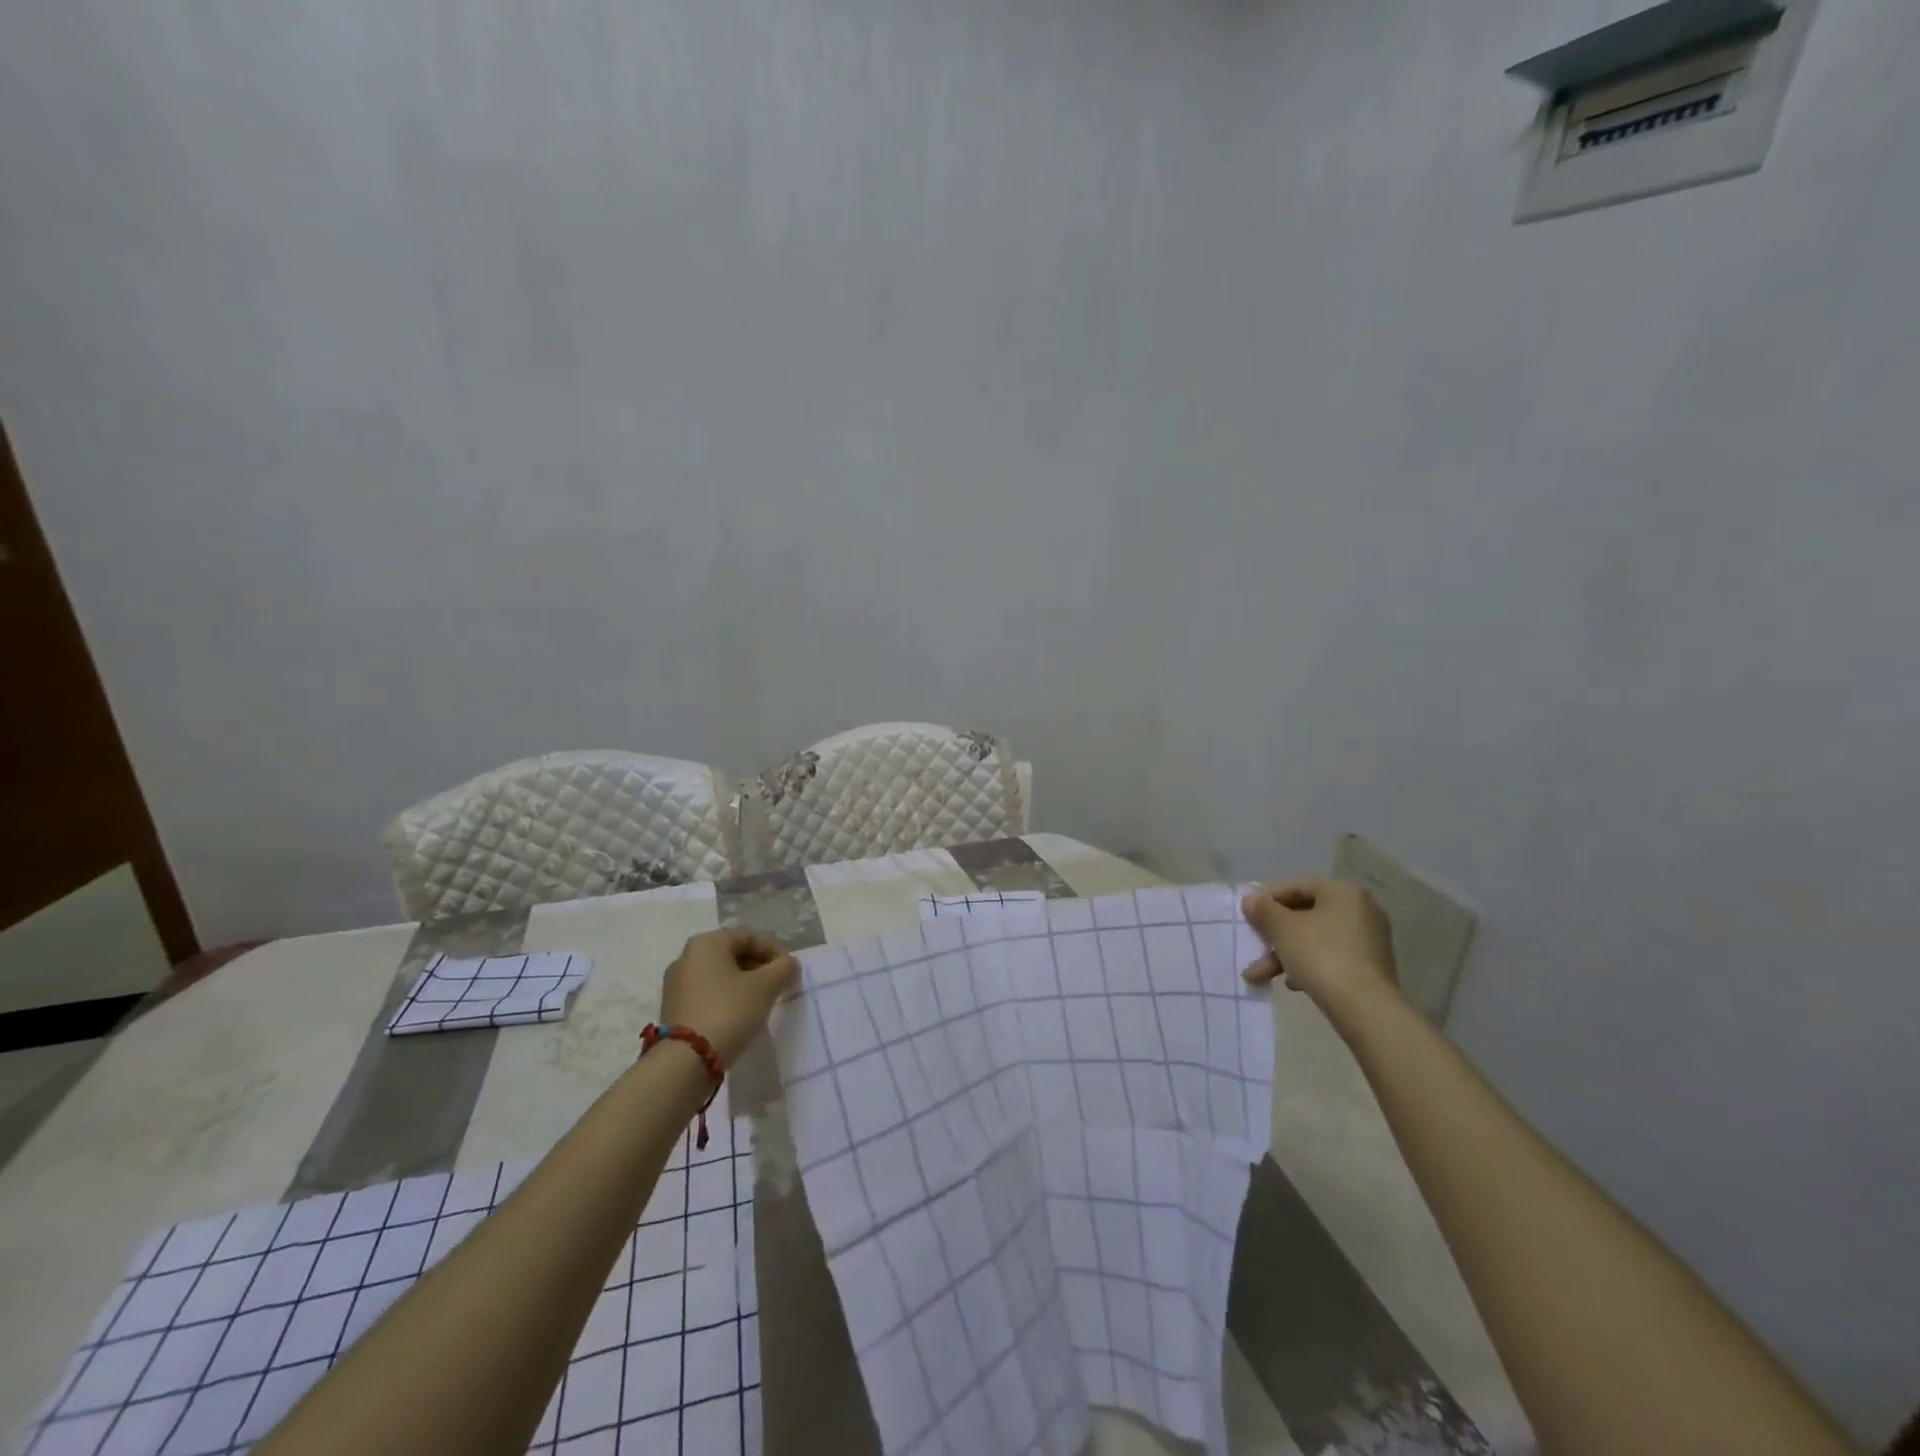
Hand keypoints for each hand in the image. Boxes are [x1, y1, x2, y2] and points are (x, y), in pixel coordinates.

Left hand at [660, 930, 798, 1066]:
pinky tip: (739, 1016)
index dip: (775, 952)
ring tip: (761, 1003)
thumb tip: (789, 964)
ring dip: (743, 984)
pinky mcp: (673, 1008)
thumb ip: (784, 968)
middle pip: (733, 955)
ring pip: (720, 975)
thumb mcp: (766, 987)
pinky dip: (726, 999)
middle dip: (759, 968)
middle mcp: (687, 957)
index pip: (749, 937)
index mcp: (707, 943)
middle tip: (778, 986)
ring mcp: (676, 984)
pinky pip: (707, 994)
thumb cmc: (729, 1011)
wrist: (685, 1061)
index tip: (790, 972)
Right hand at [1241, 878, 1399, 1012]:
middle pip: (1306, 917)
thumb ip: (1263, 910)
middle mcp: (1361, 911)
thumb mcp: (1282, 928)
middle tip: (1253, 948)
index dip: (1269, 900)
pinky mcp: (1370, 967)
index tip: (1249, 916)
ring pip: (1315, 940)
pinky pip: (1331, 957)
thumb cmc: (1320, 955)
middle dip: (1274, 936)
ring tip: (1260, 977)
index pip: (1298, 887)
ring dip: (1285, 956)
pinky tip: (1292, 984)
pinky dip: (1309, 966)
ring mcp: (1368, 941)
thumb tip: (1250, 899)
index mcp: (1343, 893)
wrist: (1365, 1007)